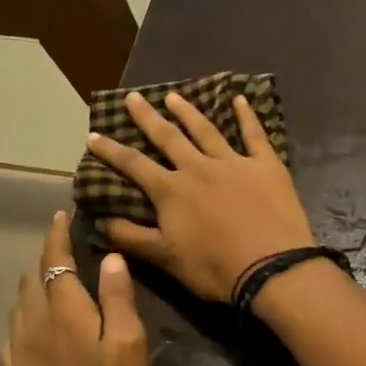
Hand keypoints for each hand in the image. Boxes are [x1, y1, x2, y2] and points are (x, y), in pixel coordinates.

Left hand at [0, 212, 160, 365]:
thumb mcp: (131, 346)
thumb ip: (118, 298)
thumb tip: (108, 256)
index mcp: (66, 314)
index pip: (56, 262)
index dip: (57, 237)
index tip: (60, 216)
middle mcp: (34, 328)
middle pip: (32, 281)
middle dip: (44, 259)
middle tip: (60, 247)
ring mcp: (19, 356)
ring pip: (18, 307)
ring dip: (32, 287)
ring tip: (47, 280)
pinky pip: (11, 338)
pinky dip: (21, 321)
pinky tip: (29, 328)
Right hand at [85, 90, 315, 302]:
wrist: (272, 269)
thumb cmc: (214, 268)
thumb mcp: (165, 258)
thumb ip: (131, 237)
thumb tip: (99, 220)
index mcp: (171, 191)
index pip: (134, 164)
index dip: (111, 150)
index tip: (93, 135)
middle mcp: (198, 168)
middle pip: (168, 137)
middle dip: (147, 117)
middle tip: (133, 97)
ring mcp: (234, 162)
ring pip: (206, 130)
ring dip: (188, 112)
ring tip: (173, 96)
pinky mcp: (266, 165)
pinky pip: (255, 135)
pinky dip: (247, 116)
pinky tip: (241, 99)